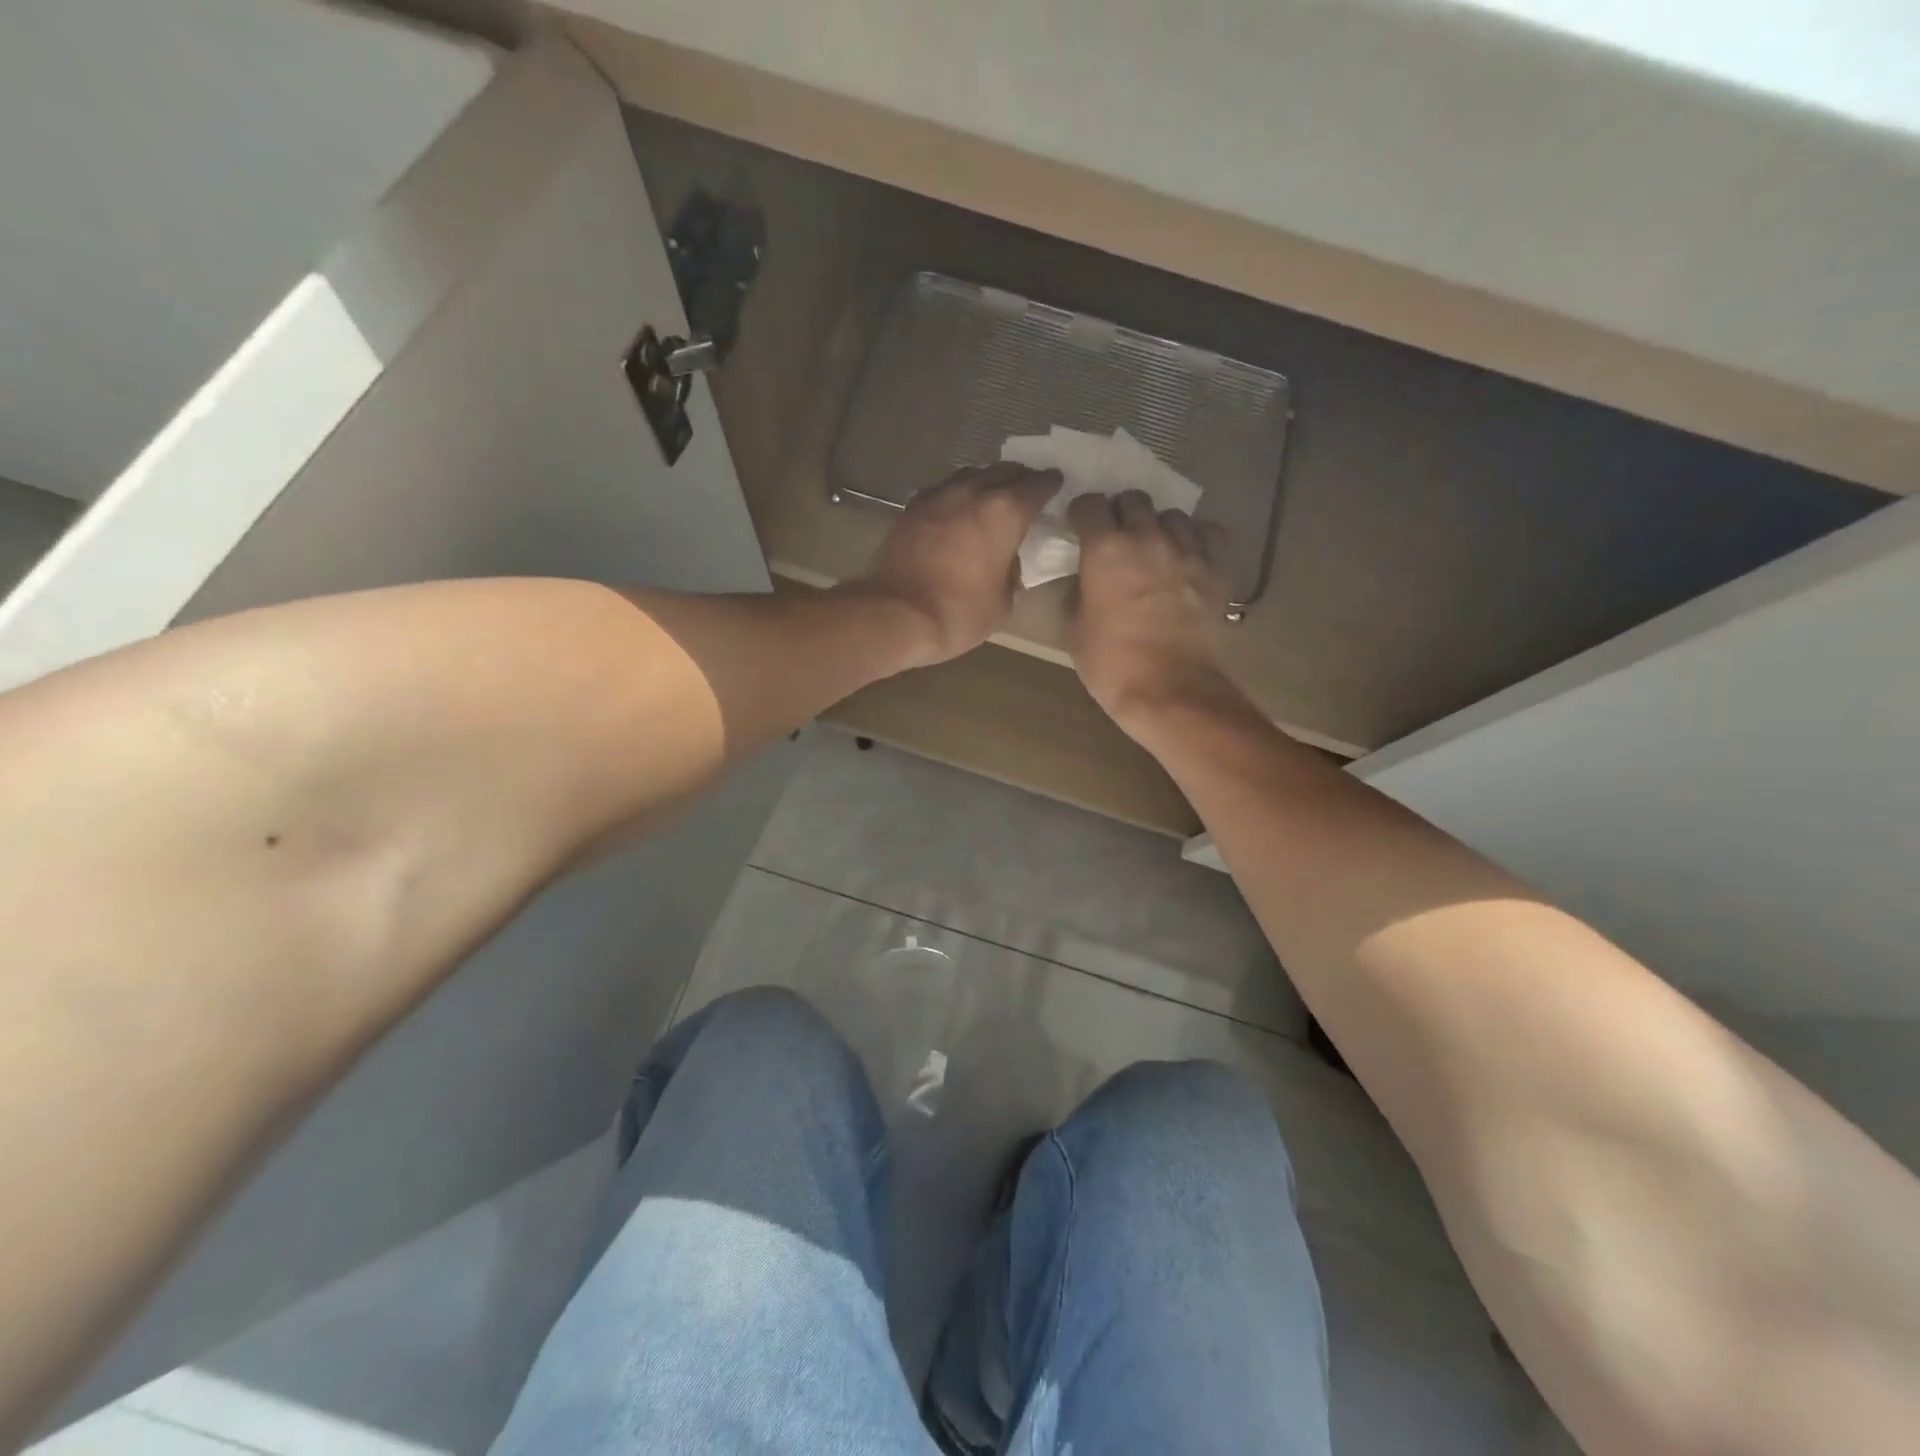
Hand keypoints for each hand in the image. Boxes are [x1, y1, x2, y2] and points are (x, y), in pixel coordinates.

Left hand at [853, 463, 1059, 667]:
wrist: (896, 614)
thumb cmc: (959, 613)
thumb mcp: (1003, 603)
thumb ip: (1013, 573)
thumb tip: (1008, 562)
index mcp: (1006, 512)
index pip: (1038, 485)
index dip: (1051, 484)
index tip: (1056, 486)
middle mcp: (974, 492)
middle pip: (1005, 471)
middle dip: (1020, 478)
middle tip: (1027, 490)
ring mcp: (940, 495)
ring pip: (972, 474)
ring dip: (987, 482)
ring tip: (992, 497)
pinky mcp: (913, 506)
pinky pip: (944, 489)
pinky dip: (958, 495)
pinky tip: (958, 510)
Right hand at [1067, 490, 1240, 730]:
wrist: (1169, 690)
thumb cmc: (1111, 664)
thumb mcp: (1074, 628)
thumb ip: (1078, 589)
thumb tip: (1087, 575)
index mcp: (1105, 550)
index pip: (1090, 504)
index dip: (1083, 513)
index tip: (1081, 527)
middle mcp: (1147, 537)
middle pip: (1133, 499)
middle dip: (1121, 513)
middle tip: (1117, 538)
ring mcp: (1187, 550)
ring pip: (1172, 514)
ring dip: (1159, 526)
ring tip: (1155, 548)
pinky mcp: (1217, 568)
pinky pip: (1209, 533)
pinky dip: (1197, 538)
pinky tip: (1189, 555)